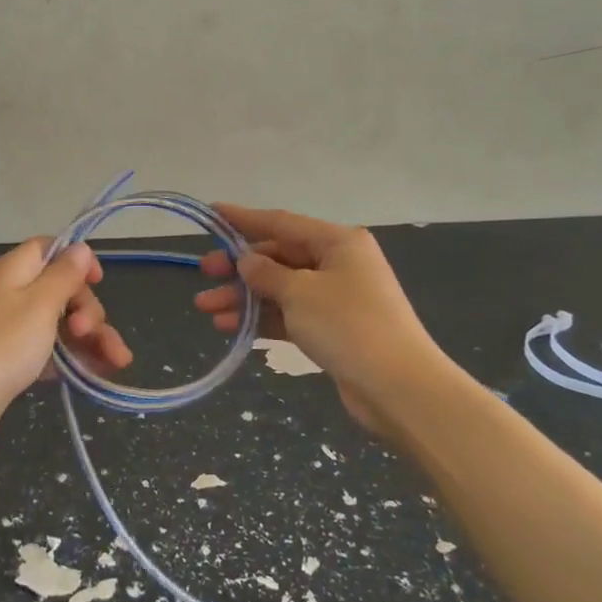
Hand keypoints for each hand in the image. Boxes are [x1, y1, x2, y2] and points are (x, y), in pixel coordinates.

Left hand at [0, 238, 131, 471]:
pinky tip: (95, 376)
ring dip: (90, 339)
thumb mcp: (38, 306)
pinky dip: (72, 361)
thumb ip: (63, 276)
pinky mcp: (9, 364)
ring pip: (60, 325)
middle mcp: (11, 296)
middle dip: (89, 309)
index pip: (50, 249)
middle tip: (90, 333)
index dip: (77, 260)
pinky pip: (49, 353)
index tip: (98, 282)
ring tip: (117, 363)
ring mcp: (9, 332)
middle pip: (61, 291)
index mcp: (14, 272)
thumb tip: (80, 247)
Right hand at [194, 205, 441, 440]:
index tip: (212, 213)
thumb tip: (246, 261)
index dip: (243, 219)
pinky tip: (230, 327)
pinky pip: (290, 315)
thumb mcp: (300, 293)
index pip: (281, 223)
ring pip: (281, 289)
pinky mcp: (333, 329)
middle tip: (204, 273)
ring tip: (205, 308)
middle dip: (239, 267)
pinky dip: (262, 319)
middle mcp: (339, 263)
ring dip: (244, 297)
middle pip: (279, 257)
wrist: (398, 387)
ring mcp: (337, 298)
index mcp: (337, 242)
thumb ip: (266, 273)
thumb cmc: (348, 325)